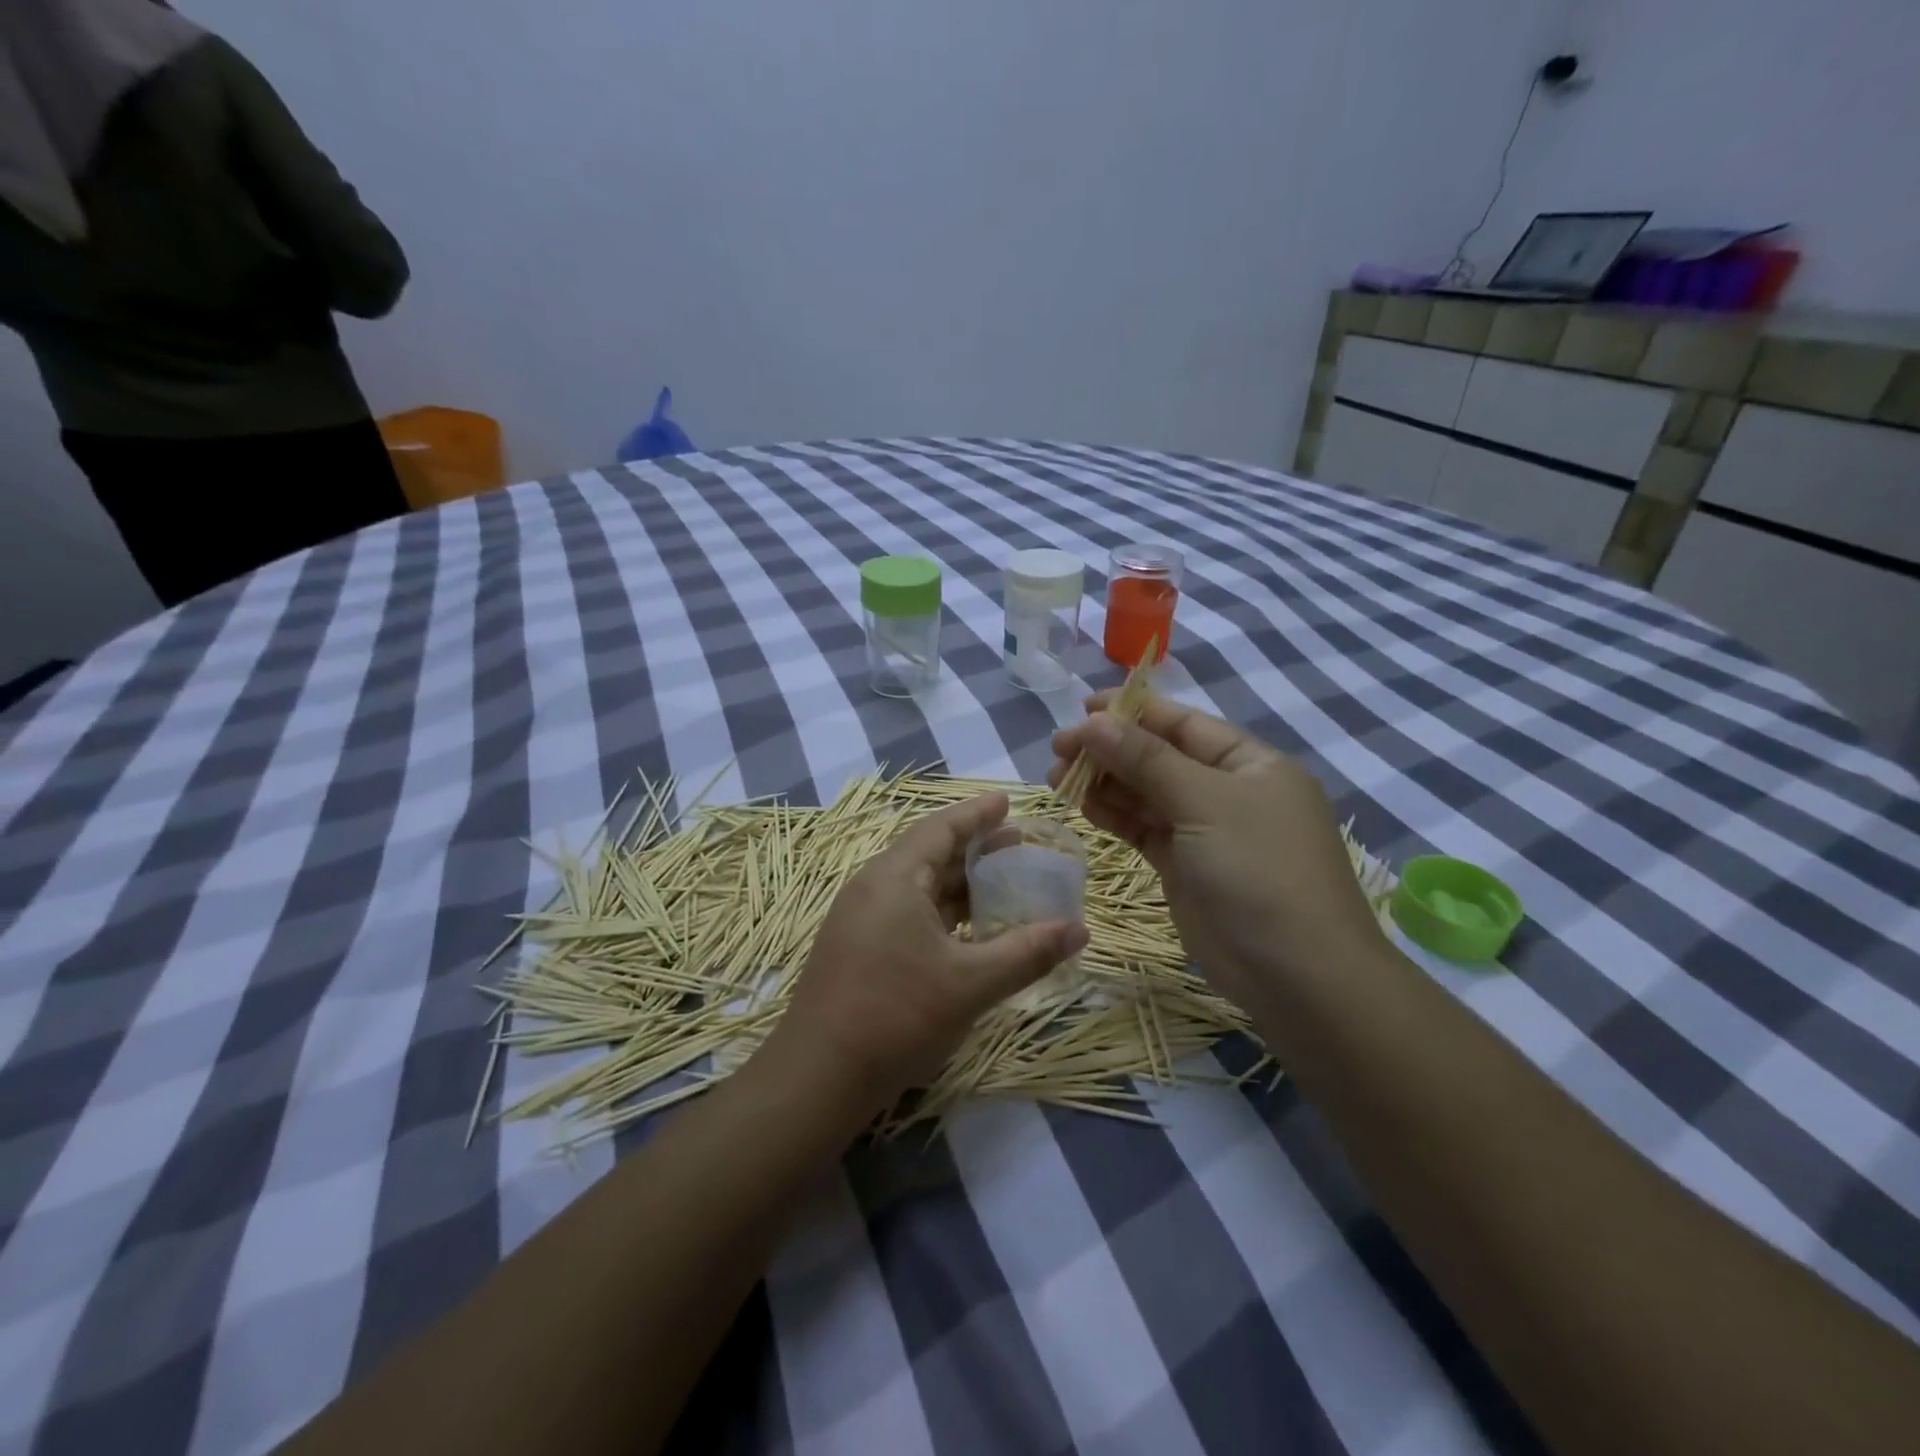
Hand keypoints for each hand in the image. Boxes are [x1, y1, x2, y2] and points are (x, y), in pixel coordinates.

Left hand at [759, 792, 1088, 1121]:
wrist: (818, 1076)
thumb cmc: (897, 1015)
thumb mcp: (971, 983)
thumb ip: (1027, 953)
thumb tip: (1080, 930)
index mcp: (895, 878)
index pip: (941, 828)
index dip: (978, 813)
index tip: (1008, 801)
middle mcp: (873, 887)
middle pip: (929, 853)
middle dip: (974, 848)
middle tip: (1017, 844)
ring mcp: (860, 918)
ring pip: (918, 886)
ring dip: (958, 883)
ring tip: (1000, 884)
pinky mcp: (857, 947)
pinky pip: (906, 910)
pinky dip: (941, 910)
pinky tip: (966, 930)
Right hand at [1048, 694, 1386, 1011]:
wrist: (1296, 975)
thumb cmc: (1260, 871)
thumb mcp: (1205, 803)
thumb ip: (1147, 760)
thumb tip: (1094, 722)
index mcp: (1249, 763)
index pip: (1183, 724)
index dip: (1133, 712)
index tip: (1082, 708)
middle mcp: (1227, 791)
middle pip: (1159, 757)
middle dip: (1110, 749)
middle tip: (1059, 747)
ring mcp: (1204, 832)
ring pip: (1145, 794)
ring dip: (1104, 783)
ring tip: (1056, 777)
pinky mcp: (1184, 867)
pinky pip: (1143, 829)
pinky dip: (1113, 816)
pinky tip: (1081, 805)